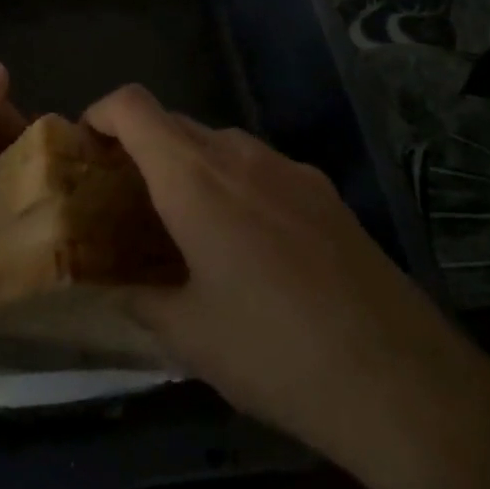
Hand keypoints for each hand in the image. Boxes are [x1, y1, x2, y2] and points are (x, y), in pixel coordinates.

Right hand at [83, 84, 489, 488]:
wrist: (403, 382)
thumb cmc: (276, 354)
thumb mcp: (190, 338)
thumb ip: (140, 301)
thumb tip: (114, 289)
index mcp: (195, 179)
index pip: (133, 106)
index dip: (100, 113)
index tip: (86, 148)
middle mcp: (240, 156)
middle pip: (175, 123)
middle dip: (142, 149)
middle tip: (129, 201)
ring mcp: (290, 169)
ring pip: (221, 144)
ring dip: (191, 167)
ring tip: (188, 227)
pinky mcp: (326, 193)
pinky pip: (262, 168)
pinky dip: (236, 185)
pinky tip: (252, 248)